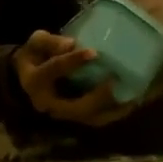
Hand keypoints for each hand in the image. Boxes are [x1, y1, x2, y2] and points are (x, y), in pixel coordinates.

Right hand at [12, 31, 131, 125]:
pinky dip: (114, 113)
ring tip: (131, 97)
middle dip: (97, 97)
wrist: (30, 76)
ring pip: (89, 118)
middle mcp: (48, 104)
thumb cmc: (36, 55)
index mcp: (34, 82)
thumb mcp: (37, 42)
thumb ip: (51, 42)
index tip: (94, 52)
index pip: (54, 71)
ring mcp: (63, 114)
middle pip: (75, 107)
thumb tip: (71, 44)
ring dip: (110, 109)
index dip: (73, 62)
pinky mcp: (75, 117)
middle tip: (115, 82)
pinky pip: (97, 119)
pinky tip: (131, 102)